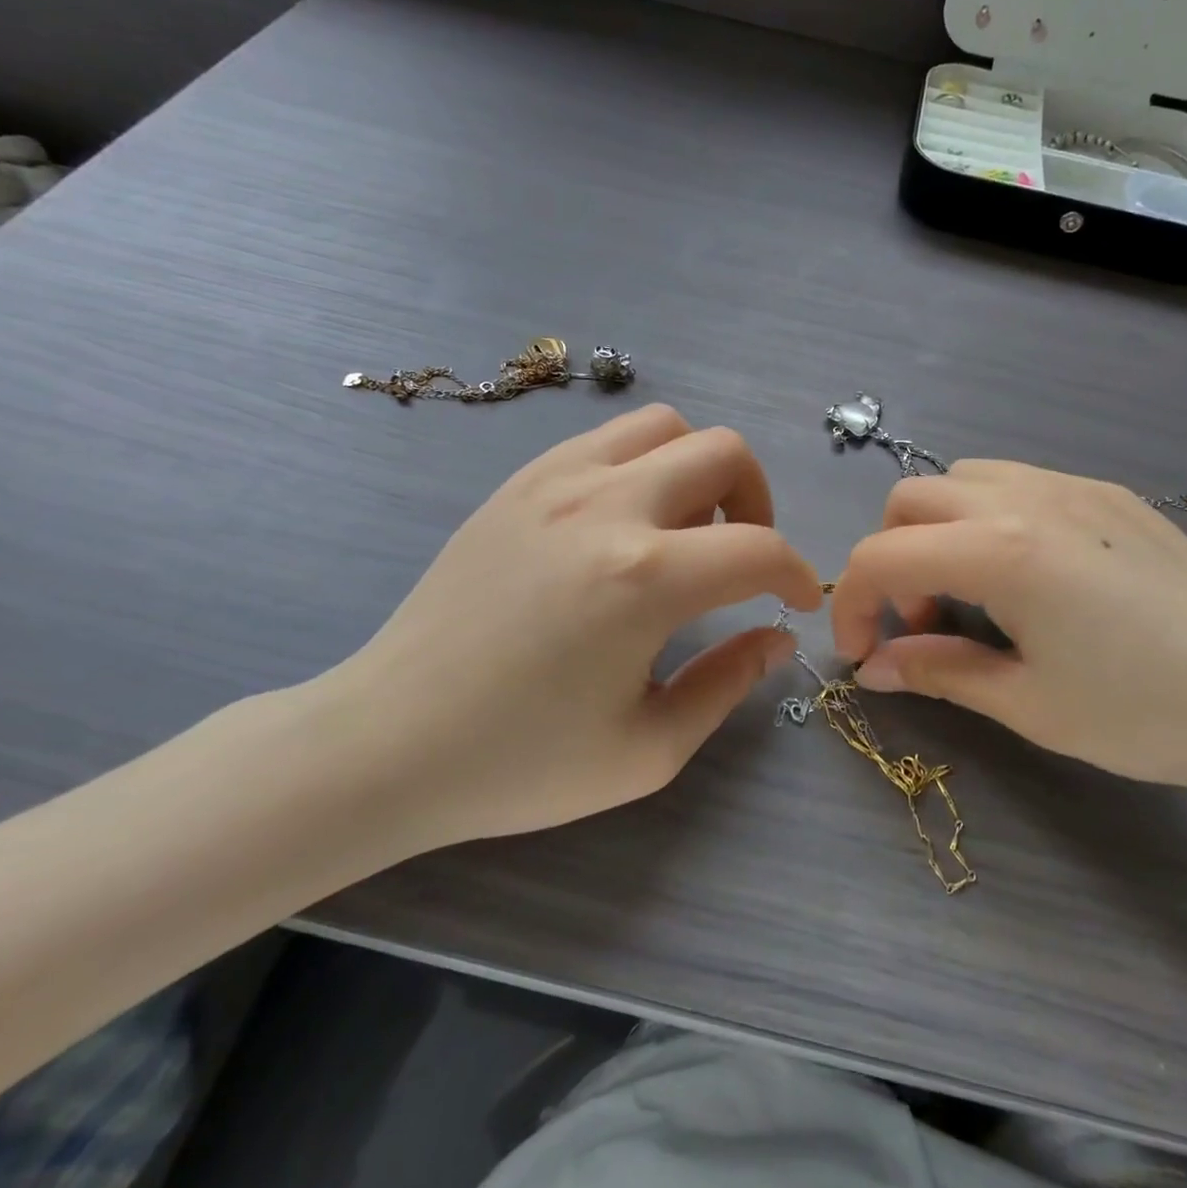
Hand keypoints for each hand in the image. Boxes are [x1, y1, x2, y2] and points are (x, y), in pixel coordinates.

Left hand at [316, 405, 817, 851]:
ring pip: (665, 426)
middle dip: (758, 503)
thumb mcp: (647, 749)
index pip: (760, 548)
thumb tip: (776, 638)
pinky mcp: (520, 482)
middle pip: (724, 451)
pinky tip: (625, 522)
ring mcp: (556, 481)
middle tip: (742, 557)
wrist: (389, 739)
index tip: (796, 601)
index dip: (797, 574)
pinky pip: (606, 439)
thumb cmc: (520, 761)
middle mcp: (607, 507)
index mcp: (645, 580)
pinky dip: (642, 464)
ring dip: (698, 470)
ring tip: (684, 530)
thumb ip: (727, 684)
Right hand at [831, 461, 1186, 816]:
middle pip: (910, 500)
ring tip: (971, 596)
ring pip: (961, 480)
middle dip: (891, 559)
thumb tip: (876, 668)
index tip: (865, 657)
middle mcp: (1027, 497)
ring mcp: (1073, 486)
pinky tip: (1027, 577)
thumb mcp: (1032, 705)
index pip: (881, 557)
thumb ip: (941, 672)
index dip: (851, 607)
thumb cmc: (1155, 714)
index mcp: (1002, 551)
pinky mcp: (1109, 493)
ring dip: (938, 531)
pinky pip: (1015, 482)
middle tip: (922, 625)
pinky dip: (986, 518)